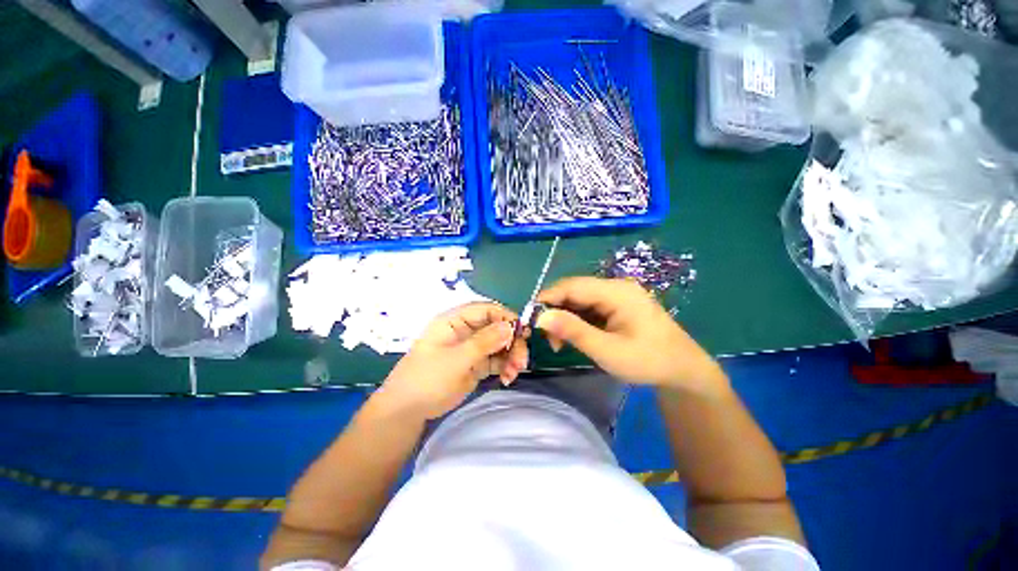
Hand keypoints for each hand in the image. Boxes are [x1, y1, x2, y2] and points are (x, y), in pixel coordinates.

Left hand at [378, 303, 528, 419]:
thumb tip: (510, 326)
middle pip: (497, 327)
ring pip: (500, 344)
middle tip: (522, 360)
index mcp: (455, 321)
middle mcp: (466, 331)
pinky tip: (508, 378)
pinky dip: (506, 366)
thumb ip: (484, 342)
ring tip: (514, 373)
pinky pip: (497, 360)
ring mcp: (472, 348)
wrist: (408, 411)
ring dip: (511, 356)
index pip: (487, 310)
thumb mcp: (456, 359)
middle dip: (512, 341)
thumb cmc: (427, 379)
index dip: (506, 317)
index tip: (523, 332)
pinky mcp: (476, 364)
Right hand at [535, 277, 722, 390]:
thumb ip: (573, 332)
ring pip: (579, 300)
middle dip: (555, 311)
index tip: (531, 319)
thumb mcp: (607, 351)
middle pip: (574, 291)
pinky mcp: (617, 305)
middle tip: (546, 337)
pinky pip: (589, 307)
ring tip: (558, 342)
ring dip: (565, 317)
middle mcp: (615, 287)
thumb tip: (541, 318)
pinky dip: (576, 320)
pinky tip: (574, 336)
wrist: (683, 370)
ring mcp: (617, 295)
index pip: (572, 286)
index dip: (548, 298)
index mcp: (616, 292)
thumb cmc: (648, 361)